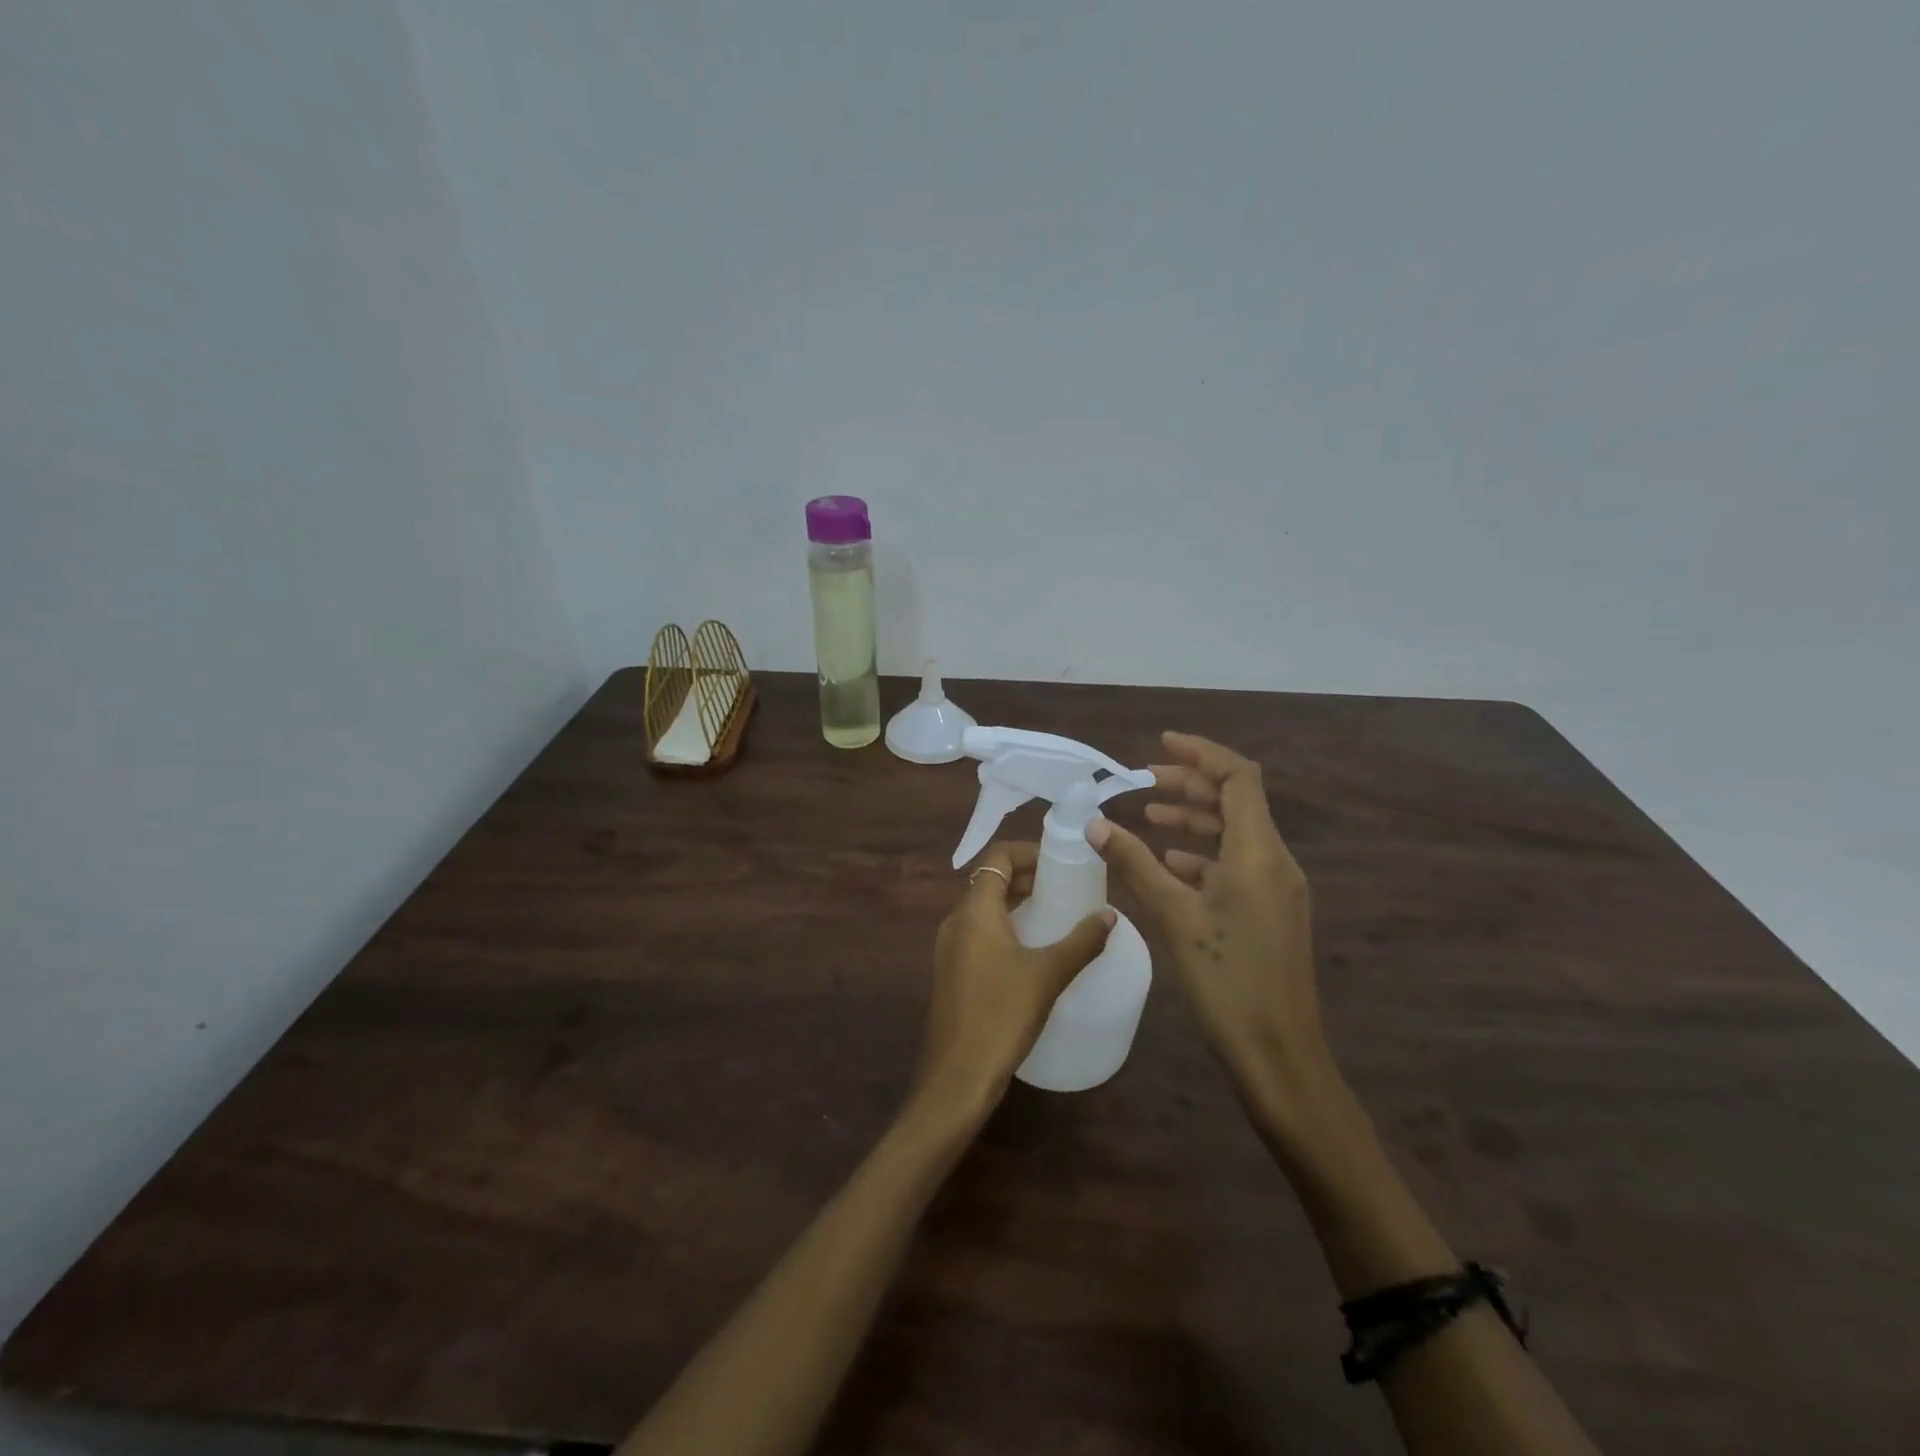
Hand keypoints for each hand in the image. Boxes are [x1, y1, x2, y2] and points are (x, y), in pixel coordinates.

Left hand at [917, 841, 1116, 1117]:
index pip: (997, 857)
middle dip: (1026, 875)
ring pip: (983, 908)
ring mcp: (950, 947)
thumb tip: (1110, 914)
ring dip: (1015, 901)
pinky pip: (979, 932)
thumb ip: (1081, 942)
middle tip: (1064, 884)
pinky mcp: (952, 971)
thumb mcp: (1048, 975)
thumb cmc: (1002, 1014)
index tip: (1060, 861)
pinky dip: (1004, 925)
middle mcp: (956, 920)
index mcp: (975, 910)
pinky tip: (1031, 948)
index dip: (1028, 852)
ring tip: (1053, 911)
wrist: (958, 1075)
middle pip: (990, 880)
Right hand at [1088, 732, 1341, 1138]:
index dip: (1201, 753)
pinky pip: (1237, 864)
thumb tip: (1095, 824)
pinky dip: (1203, 854)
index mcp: (1258, 852)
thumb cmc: (1226, 979)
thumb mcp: (1174, 915)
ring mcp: (1277, 887)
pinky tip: (1170, 864)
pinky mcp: (1272, 911)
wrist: (1279, 1052)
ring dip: (1194, 820)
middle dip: (1190, 786)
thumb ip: (1135, 863)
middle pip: (1236, 801)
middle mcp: (1275, 860)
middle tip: (1142, 783)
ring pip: (1235, 833)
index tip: (1159, 745)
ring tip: (1148, 819)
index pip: (1238, 777)